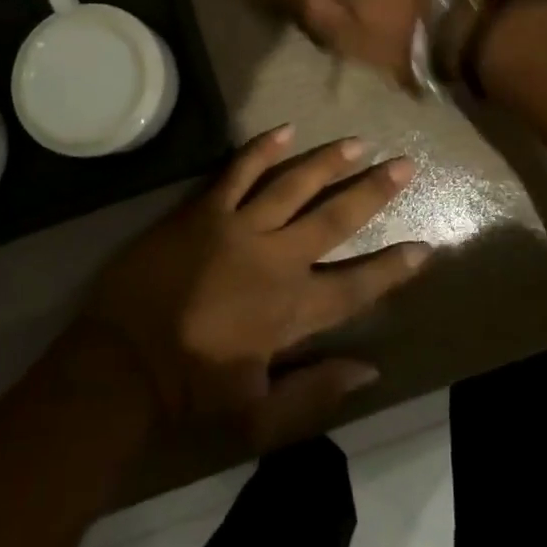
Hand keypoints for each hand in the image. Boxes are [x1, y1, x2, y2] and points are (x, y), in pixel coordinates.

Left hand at [82, 125, 431, 447]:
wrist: (122, 364)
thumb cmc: (190, 394)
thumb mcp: (259, 417)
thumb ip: (316, 393)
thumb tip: (369, 369)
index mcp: (292, 311)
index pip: (356, 286)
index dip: (392, 269)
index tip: (424, 247)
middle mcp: (276, 260)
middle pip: (334, 218)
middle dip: (373, 192)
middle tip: (404, 165)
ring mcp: (239, 229)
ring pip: (294, 184)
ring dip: (328, 162)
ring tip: (357, 142)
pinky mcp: (204, 211)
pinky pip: (239, 171)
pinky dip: (262, 148)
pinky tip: (286, 129)